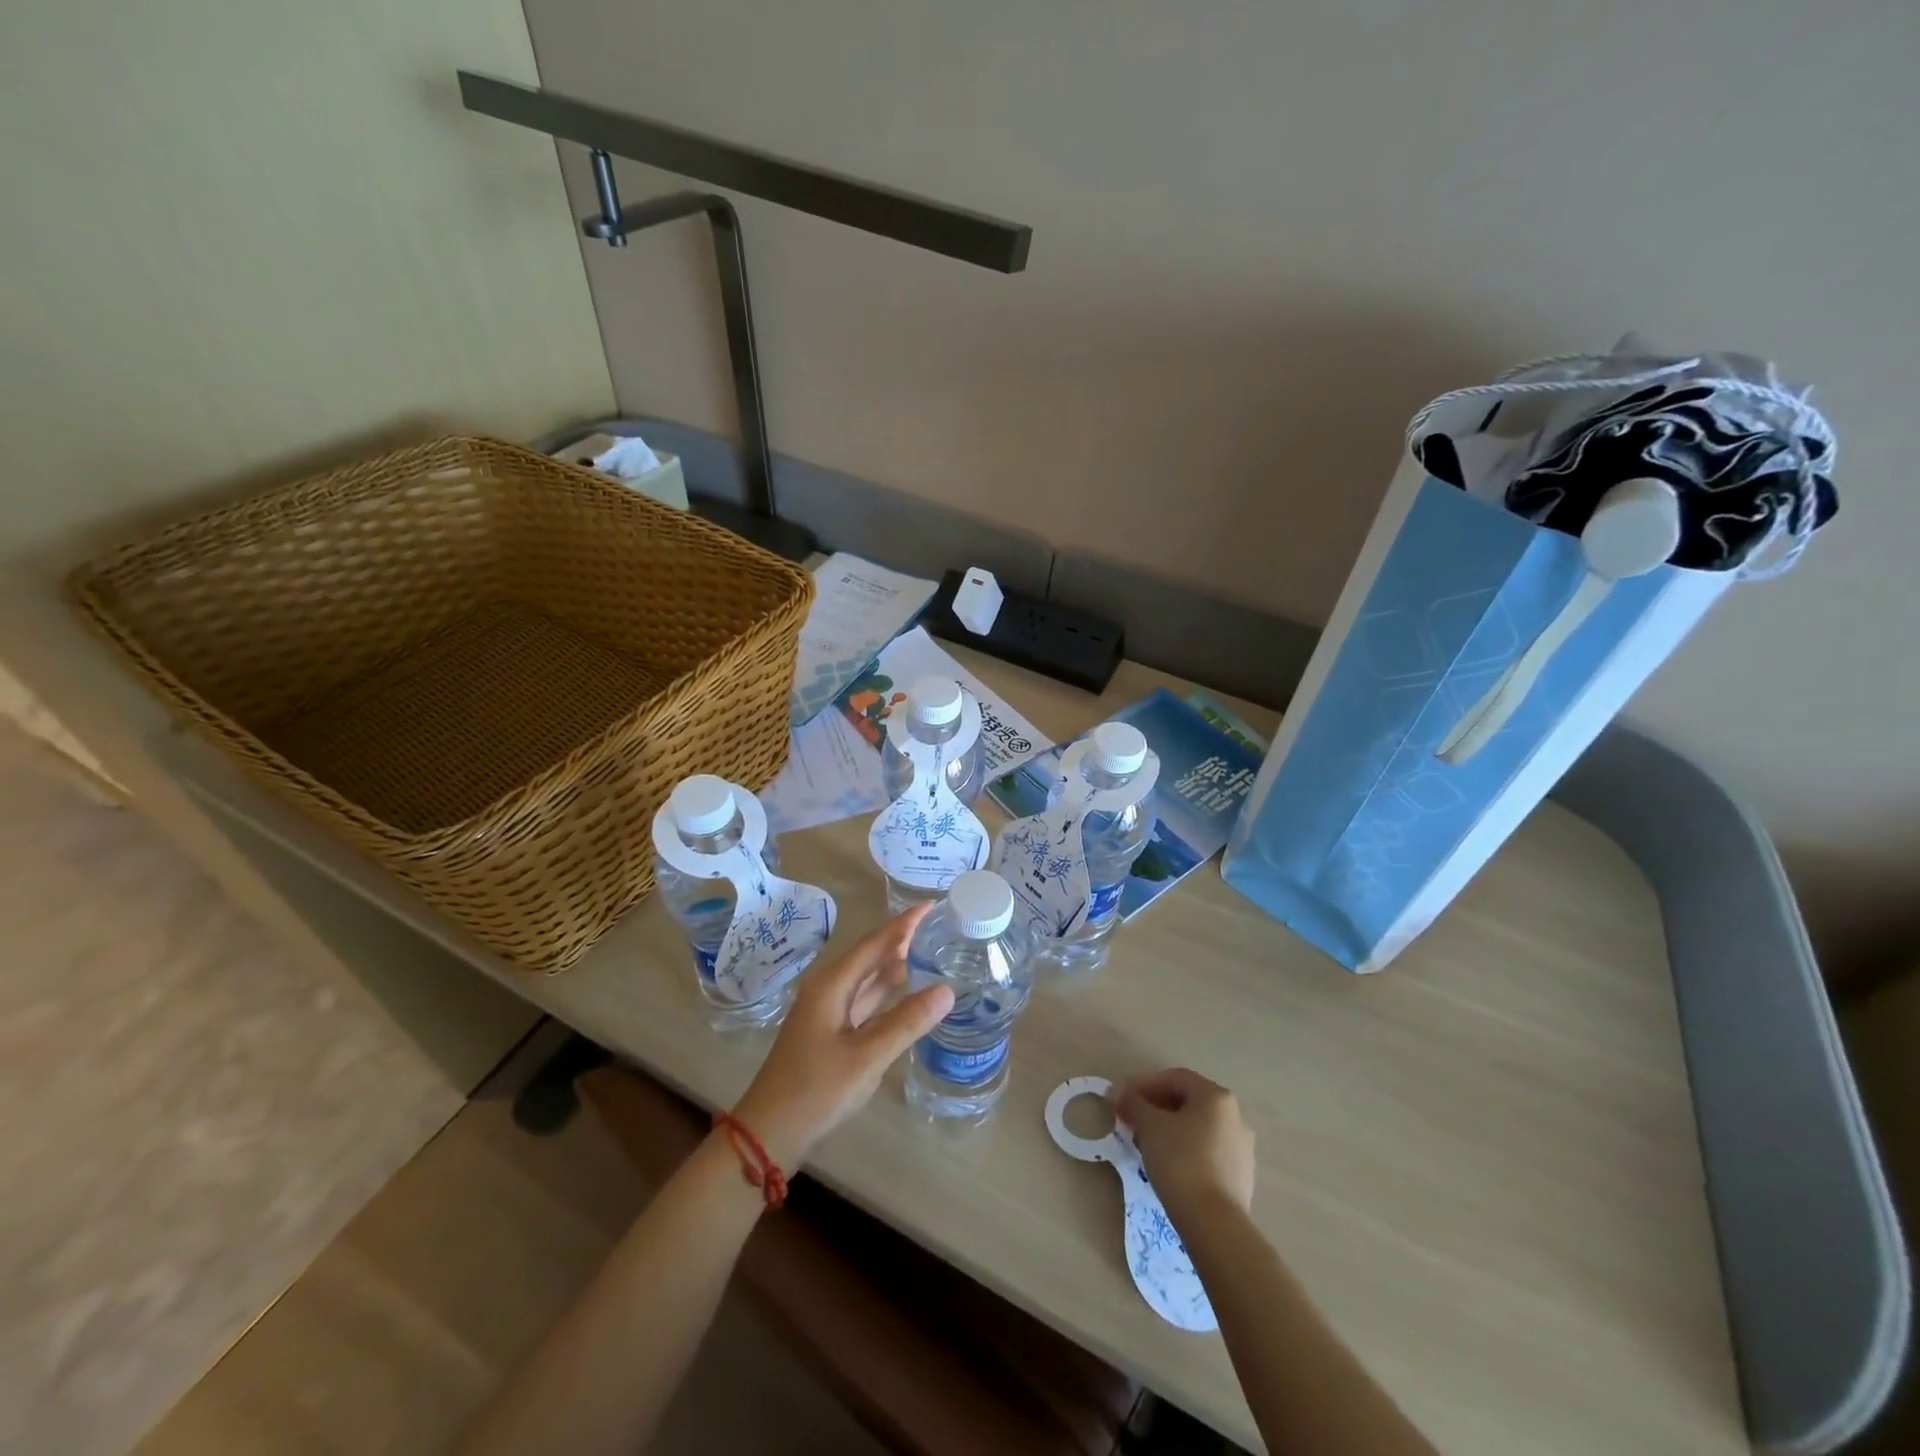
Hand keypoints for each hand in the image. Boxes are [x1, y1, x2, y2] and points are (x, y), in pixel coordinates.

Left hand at [732, 906, 953, 1168]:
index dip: (904, 923)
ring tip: (930, 950)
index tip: (931, 904)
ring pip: (868, 980)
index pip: (875, 943)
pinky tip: (907, 993)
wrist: (769, 1133)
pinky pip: (866, 1002)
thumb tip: (948, 989)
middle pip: (871, 956)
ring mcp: (829, 1012)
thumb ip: (907, 1022)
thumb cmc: (815, 1090)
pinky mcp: (831, 1033)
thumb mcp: (867, 1058)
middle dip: (902, 939)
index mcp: (832, 985)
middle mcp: (829, 990)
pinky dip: (887, 993)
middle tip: (939, 925)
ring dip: (896, 965)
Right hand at [1112, 1068, 1255, 1221]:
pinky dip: (1186, 1149)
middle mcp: (1235, 1116)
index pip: (1175, 1078)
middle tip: (1131, 1119)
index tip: (1122, 1098)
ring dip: (1170, 1128)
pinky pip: (1208, 1151)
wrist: (1215, 1224)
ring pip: (1198, 1127)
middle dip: (1156, 1106)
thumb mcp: (1149, 1126)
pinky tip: (1169, 1165)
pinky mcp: (1241, 1176)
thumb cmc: (1180, 1161)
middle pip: (1188, 1101)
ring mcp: (1242, 1148)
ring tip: (1146, 1143)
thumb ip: (1133, 1102)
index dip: (1144, 1083)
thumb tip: (1119, 1091)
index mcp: (1216, 1096)